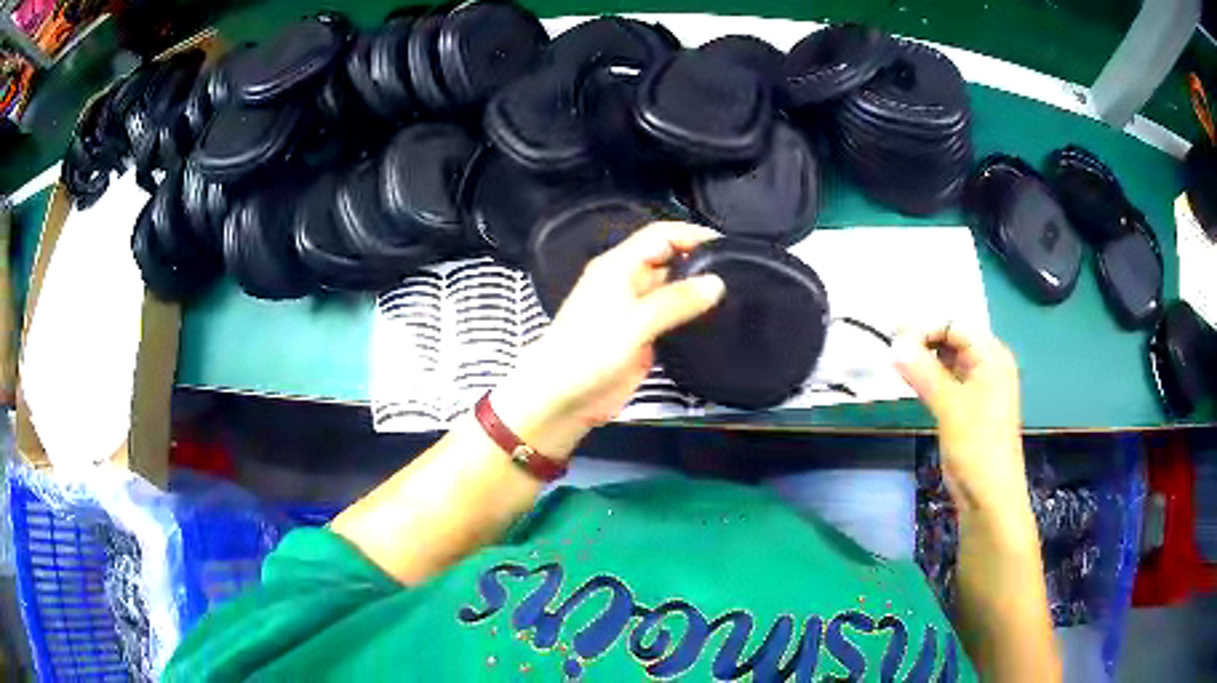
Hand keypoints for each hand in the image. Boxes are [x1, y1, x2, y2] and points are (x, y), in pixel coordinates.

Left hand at [494, 222, 725, 458]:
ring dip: (697, 291)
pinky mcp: (641, 336)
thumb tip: (717, 282)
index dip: (692, 234)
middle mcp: (628, 281)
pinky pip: (671, 317)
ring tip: (737, 295)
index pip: (661, 235)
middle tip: (739, 272)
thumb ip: (676, 301)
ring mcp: (635, 310)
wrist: (562, 399)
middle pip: (668, 259)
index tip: (728, 246)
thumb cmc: (590, 352)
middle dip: (700, 262)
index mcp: (618, 266)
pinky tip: (715, 321)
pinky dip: (691, 316)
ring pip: (672, 289)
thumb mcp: (635, 322)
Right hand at [892, 327, 1029, 520]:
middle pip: (953, 339)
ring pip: (949, 360)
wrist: (989, 495)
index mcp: (992, 356)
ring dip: (925, 360)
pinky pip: (948, 380)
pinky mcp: (970, 406)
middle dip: (924, 341)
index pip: (955, 326)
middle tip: (891, 351)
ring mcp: (980, 386)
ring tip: (897, 365)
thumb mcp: (949, 406)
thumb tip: (895, 343)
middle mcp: (988, 364)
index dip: (925, 328)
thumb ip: (923, 371)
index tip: (893, 340)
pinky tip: (913, 382)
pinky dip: (931, 378)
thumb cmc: (976, 446)